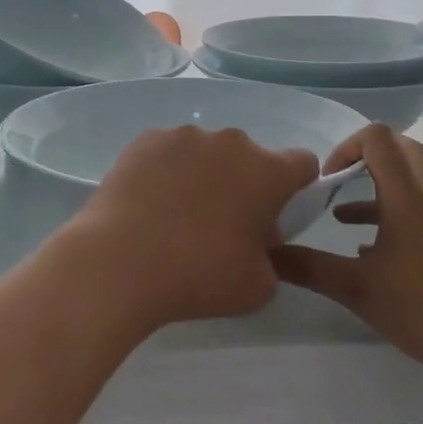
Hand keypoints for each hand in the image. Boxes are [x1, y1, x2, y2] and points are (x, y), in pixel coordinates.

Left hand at [67, 126, 318, 334]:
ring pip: (208, 153)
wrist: (119, 262)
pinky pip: (170, 153)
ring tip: (177, 217)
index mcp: (268, 171)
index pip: (303, 164)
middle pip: (251, 159)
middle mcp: (231, 142)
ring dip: (205, 176)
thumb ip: (273, 259)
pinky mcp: (147, 140)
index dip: (296, 189)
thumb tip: (258, 241)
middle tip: (223, 227)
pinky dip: (168, 172)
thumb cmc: (199, 274)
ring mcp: (185, 136)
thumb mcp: (258, 287)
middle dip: (245, 185)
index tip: (276, 217)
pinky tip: (150, 205)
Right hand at [274, 125, 422, 394]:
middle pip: (400, 147)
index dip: (346, 147)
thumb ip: (309, 267)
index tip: (326, 180)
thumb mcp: (356, 289)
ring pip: (409, 177)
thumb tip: (267, 254)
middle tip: (336, 179)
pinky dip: (388, 211)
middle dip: (364, 154)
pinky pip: (415, 206)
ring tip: (340, 214)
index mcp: (406, 197)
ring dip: (375, 184)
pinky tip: (364, 248)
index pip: (379, 138)